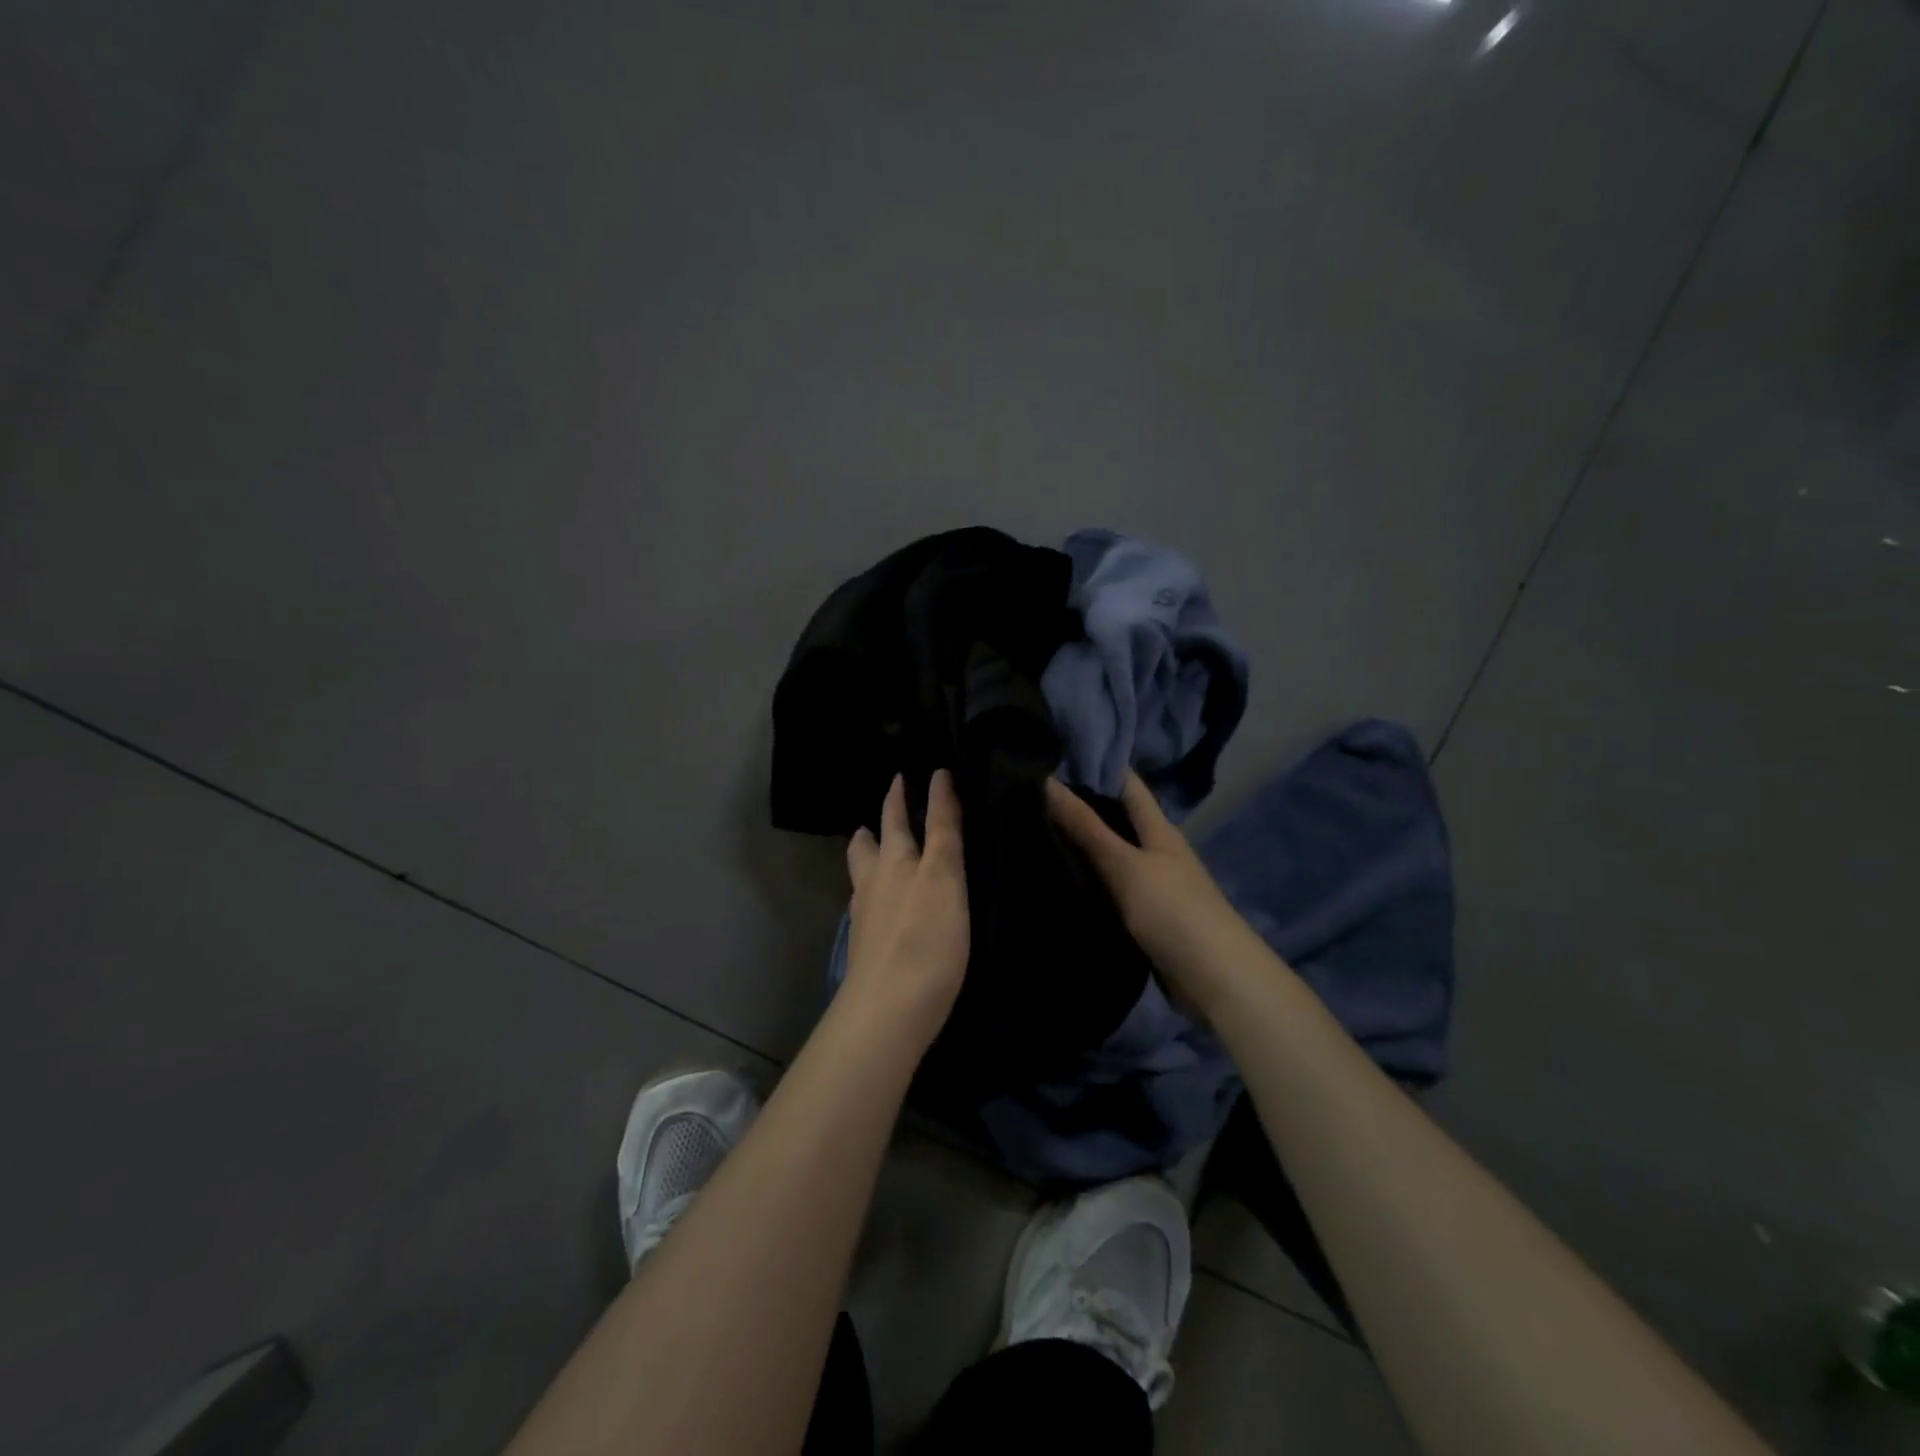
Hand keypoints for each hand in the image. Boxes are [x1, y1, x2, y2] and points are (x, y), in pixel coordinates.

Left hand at [843, 770, 969, 1051]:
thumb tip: (939, 781)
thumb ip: (943, 831)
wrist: (888, 1010)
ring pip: (863, 870)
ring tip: (870, 839)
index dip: (929, 794)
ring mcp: (867, 915)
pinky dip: (870, 886)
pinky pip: (865, 901)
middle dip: (885, 816)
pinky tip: (877, 898)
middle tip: (892, 793)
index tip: (933, 771)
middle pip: (876, 840)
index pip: (915, 818)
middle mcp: (877, 881)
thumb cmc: (926, 940)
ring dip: (868, 850)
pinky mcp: (867, 945)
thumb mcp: (944, 878)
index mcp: (898, 861)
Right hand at [1045, 771, 1264, 1015]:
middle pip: (1116, 817)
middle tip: (1029, 792)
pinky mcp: (1144, 915)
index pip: (1126, 783)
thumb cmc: (1173, 910)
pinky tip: (1057, 876)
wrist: (1214, 979)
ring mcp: (1152, 883)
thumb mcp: (1125, 865)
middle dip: (1080, 804)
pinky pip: (1110, 887)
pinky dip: (1087, 878)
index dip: (1096, 764)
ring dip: (1080, 843)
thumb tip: (1047, 781)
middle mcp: (1156, 849)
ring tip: (1031, 828)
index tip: (1053, 753)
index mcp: (1158, 828)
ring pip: (1111, 853)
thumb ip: (1087, 827)